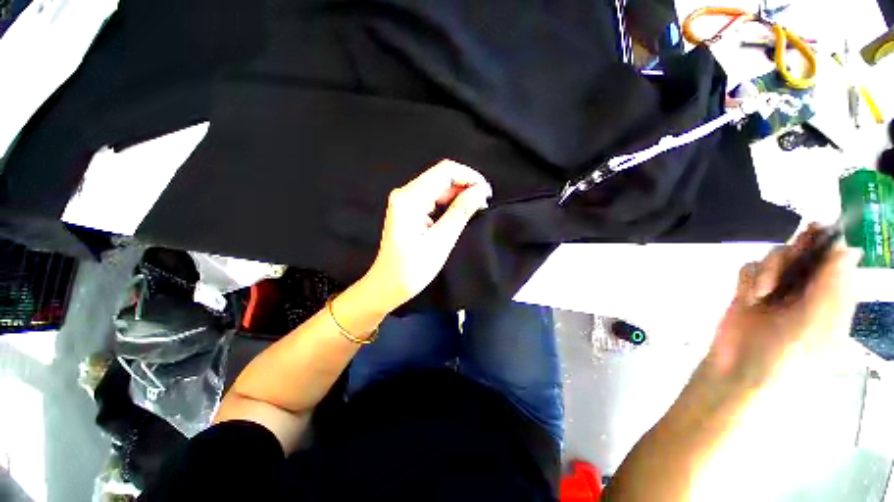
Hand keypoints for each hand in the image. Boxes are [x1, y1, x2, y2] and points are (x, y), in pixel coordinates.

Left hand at [360, 159, 491, 311]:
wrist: (387, 285)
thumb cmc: (412, 269)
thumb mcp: (440, 241)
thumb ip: (460, 212)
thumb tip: (479, 191)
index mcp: (410, 198)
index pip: (445, 171)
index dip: (469, 177)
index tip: (487, 193)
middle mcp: (406, 193)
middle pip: (441, 177)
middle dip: (466, 185)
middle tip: (484, 202)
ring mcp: (406, 201)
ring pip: (439, 187)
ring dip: (459, 194)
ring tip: (477, 207)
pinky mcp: (409, 210)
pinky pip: (433, 198)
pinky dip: (450, 202)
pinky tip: (461, 211)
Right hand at [706, 224, 861, 388]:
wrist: (738, 373)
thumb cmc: (785, 358)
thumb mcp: (816, 327)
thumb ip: (832, 290)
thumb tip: (847, 249)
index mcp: (832, 301)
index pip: (838, 263)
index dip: (830, 243)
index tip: (819, 228)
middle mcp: (807, 292)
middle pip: (805, 254)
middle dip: (796, 252)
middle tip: (789, 258)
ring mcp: (777, 292)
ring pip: (776, 257)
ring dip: (769, 268)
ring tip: (763, 293)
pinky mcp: (750, 292)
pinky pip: (750, 268)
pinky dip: (749, 277)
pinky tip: (748, 295)